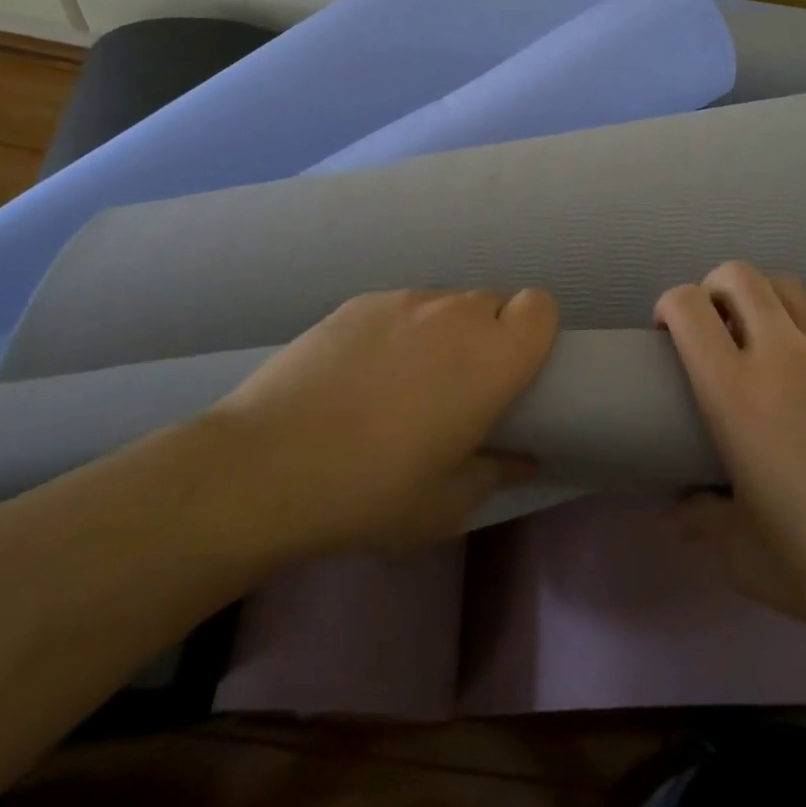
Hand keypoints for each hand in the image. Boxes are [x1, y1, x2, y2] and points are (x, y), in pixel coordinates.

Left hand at [204, 287, 557, 560]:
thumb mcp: (445, 505)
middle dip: (489, 336)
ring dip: (443, 333)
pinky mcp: (358, 302)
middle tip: (460, 386)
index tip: (514, 371)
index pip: (541, 305)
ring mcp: (403, 301)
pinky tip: (360, 375)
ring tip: (404, 382)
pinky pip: (400, 307)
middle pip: (494, 302)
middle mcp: (455, 314)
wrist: (264, 467)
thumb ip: (496, 473)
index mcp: (492, 358)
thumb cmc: (371, 492)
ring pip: (445, 303)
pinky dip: (398, 331)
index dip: (535, 331)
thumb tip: (522, 458)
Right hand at [656, 263, 805, 648]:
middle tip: (719, 325)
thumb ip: (700, 523)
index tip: (669, 330)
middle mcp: (782, 352)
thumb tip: (680, 507)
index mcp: (735, 393)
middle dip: (716, 287)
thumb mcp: (743, 557)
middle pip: (739, 276)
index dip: (670, 304)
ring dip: (767, 302)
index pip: (688, 308)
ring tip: (773, 339)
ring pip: (789, 287)